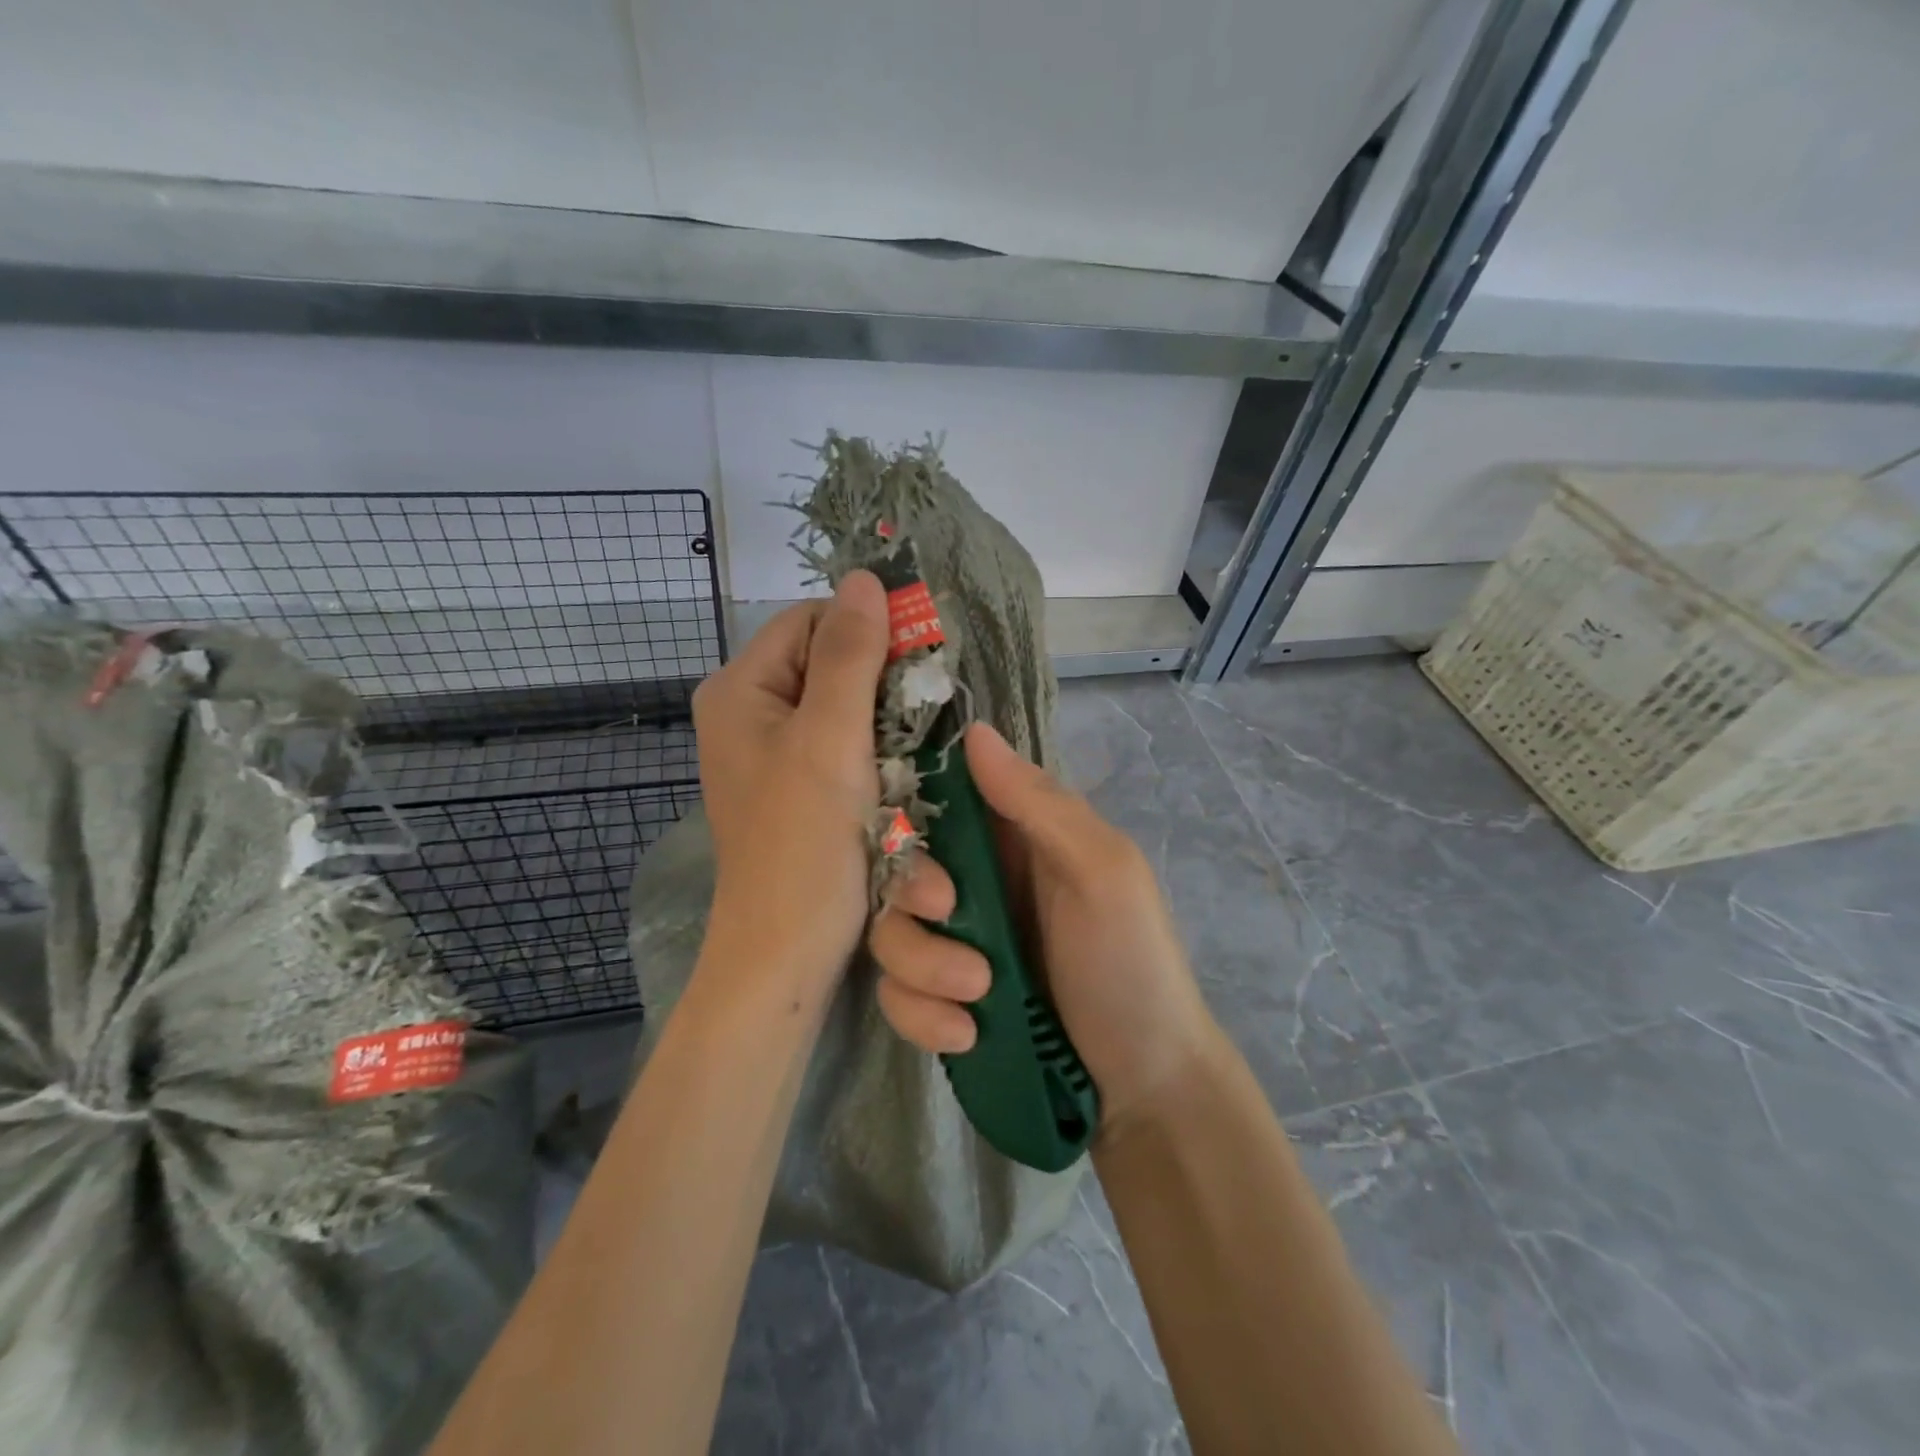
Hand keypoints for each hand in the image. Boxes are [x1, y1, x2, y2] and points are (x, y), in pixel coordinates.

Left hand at [691, 572, 888, 992]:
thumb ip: (850, 655)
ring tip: (913, 754)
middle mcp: (750, 714)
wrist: (786, 953)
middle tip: (922, 715)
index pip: (811, 621)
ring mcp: (773, 754)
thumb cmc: (804, 843)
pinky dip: (876, 755)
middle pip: (828, 664)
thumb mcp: (829, 739)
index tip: (917, 663)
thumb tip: (866, 577)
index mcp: (740, 690)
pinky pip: (843, 747)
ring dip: (885, 725)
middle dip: (881, 685)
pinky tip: (899, 778)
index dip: (866, 631)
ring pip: (844, 708)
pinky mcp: (797, 789)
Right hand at [868, 722, 1218, 1139]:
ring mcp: (955, 943)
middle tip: (948, 916)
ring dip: (921, 966)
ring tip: (977, 996)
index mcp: (1014, 835)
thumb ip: (1038, 804)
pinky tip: (967, 1034)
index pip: (938, 797)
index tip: (909, 834)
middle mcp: (976, 881)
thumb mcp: (1101, 872)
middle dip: (913, 894)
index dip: (910, 806)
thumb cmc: (1131, 962)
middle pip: (899, 865)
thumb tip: (974, 730)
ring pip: (890, 931)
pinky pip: (897, 993)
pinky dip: (921, 1014)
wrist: (1143, 1086)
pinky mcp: (941, 1000)